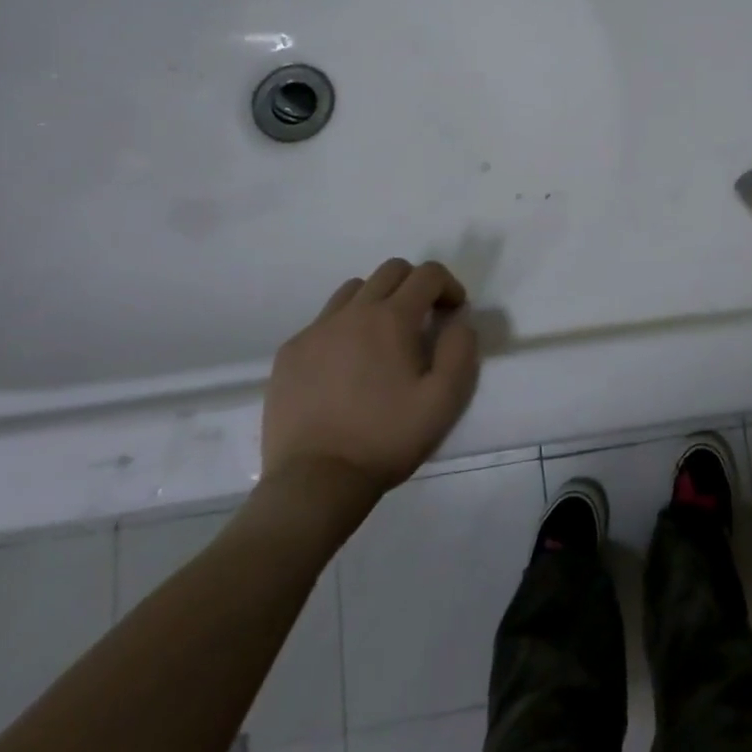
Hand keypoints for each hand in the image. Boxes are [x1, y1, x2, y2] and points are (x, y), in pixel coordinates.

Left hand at [261, 258, 480, 496]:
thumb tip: (458, 320)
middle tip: (423, 320)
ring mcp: (316, 331)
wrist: (315, 481)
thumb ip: (461, 350)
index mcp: (392, 319)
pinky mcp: (290, 353)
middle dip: (415, 285)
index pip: (427, 274)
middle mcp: (352, 313)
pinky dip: (344, 327)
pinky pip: (323, 321)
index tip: (453, 312)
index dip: (448, 285)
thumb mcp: (445, 400)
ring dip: (378, 301)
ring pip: (354, 291)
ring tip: (383, 338)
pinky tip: (347, 365)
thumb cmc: (386, 439)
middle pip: (390, 271)